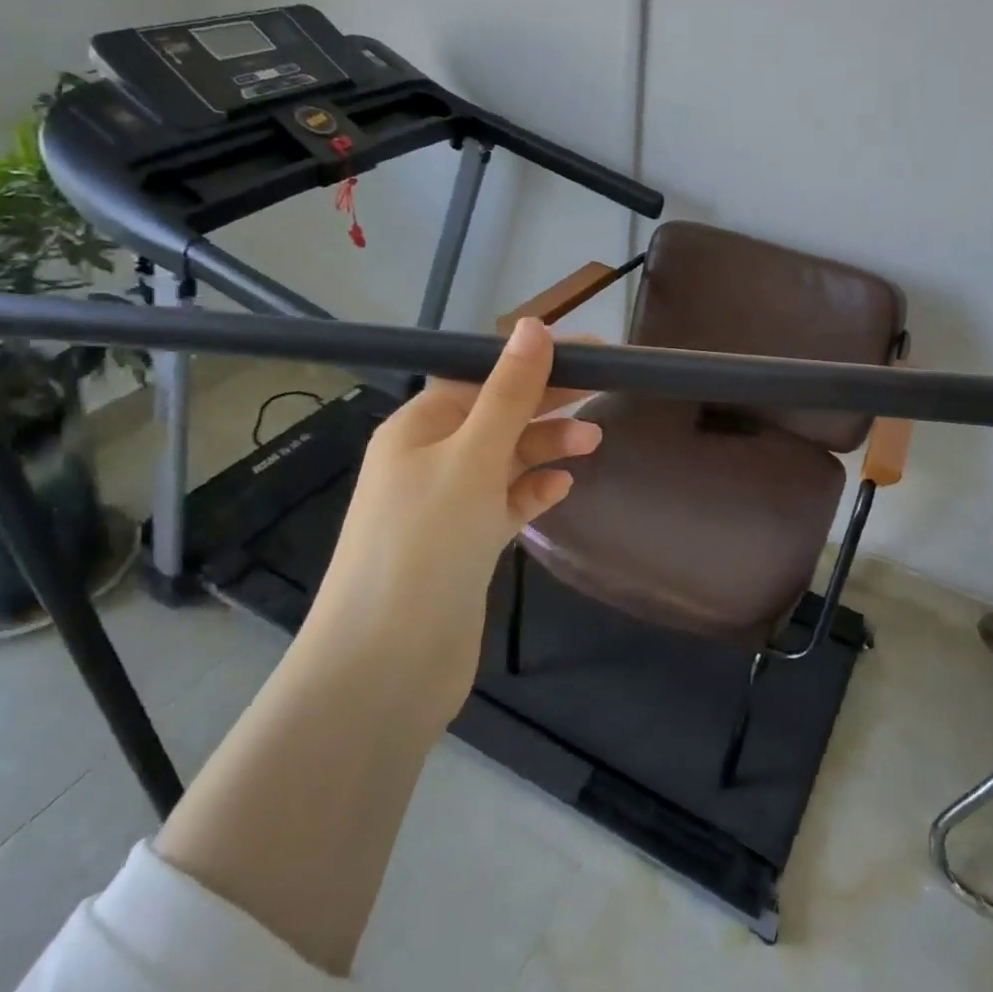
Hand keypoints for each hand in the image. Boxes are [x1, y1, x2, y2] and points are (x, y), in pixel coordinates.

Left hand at [301, 317, 600, 728]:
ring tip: (594, 442)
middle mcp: (428, 461)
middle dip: (547, 402)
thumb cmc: (425, 544)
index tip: (589, 354)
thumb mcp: (472, 458)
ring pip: (504, 461)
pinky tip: (562, 486)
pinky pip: (504, 504)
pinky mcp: (463, 547)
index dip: (534, 363)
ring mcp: (445, 506)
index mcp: (417, 428)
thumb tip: (535, 326)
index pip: (482, 378)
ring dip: (545, 447)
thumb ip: (508, 394)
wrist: (386, 665)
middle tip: (606, 387)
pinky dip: (532, 491)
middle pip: (497, 416)